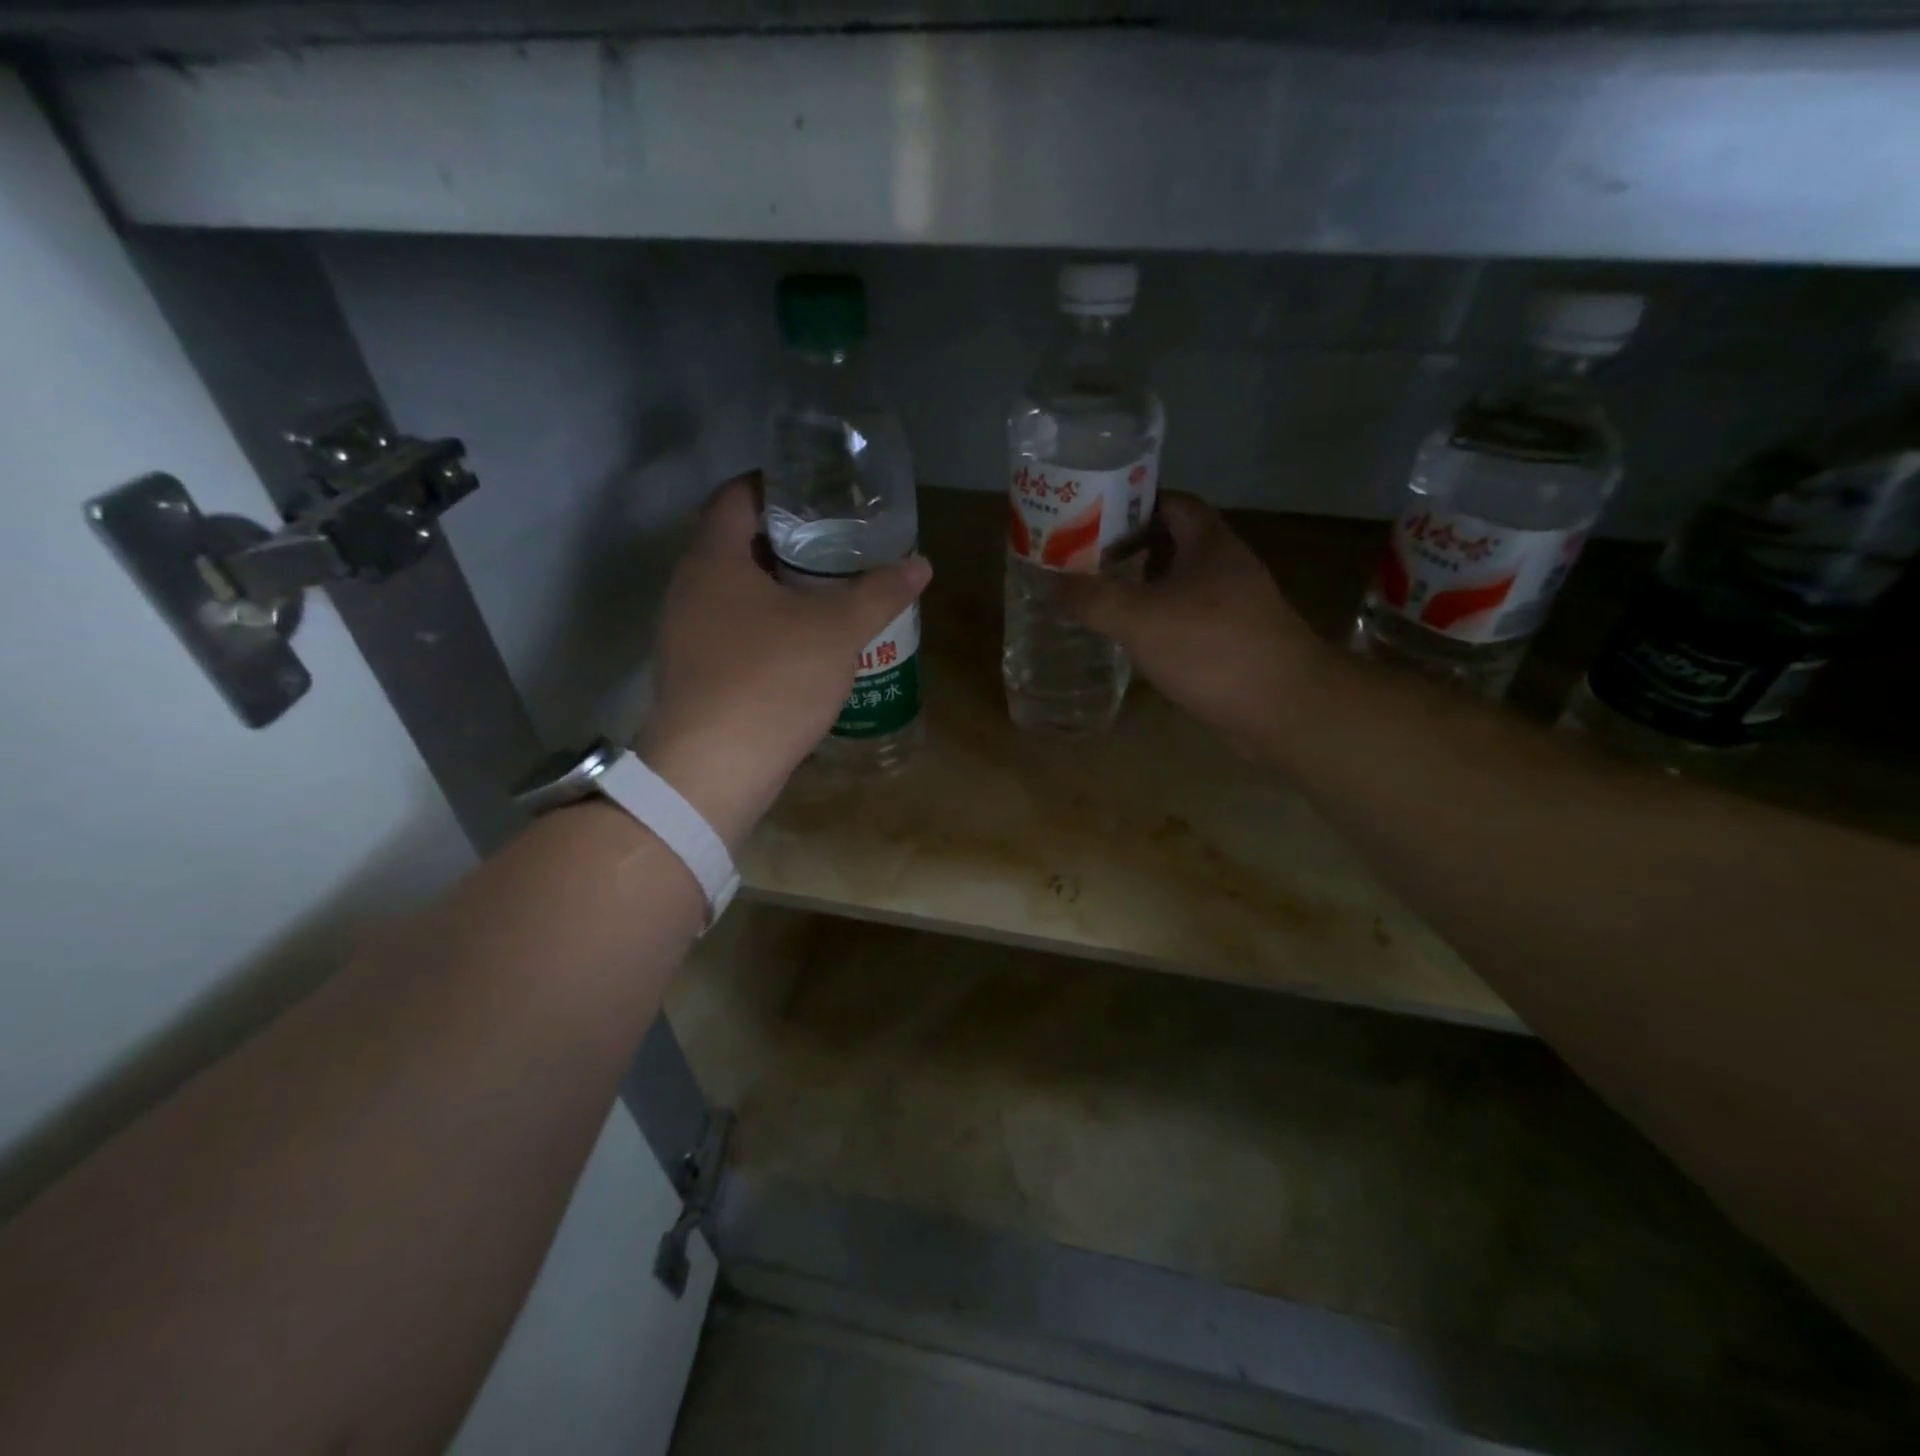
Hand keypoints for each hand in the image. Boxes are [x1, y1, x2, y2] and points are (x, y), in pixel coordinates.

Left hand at [640, 476, 931, 849]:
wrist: (714, 770)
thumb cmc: (771, 680)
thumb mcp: (837, 630)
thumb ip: (880, 591)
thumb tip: (920, 562)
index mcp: (712, 559)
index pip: (736, 495)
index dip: (777, 484)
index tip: (820, 491)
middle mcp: (689, 588)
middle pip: (738, 543)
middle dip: (789, 538)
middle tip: (840, 541)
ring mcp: (687, 634)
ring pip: (737, 591)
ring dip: (781, 586)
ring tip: (832, 589)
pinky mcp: (697, 673)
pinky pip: (735, 630)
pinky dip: (770, 624)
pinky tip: (808, 642)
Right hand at [1057, 493, 1325, 759]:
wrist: (1283, 708)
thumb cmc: (1212, 648)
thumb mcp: (1140, 618)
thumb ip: (1092, 598)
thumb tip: (1050, 582)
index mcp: (1209, 543)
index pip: (1170, 501)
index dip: (1131, 502)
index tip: (1089, 516)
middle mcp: (1225, 566)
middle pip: (1171, 543)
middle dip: (1128, 549)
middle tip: (1082, 560)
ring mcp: (1233, 606)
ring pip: (1178, 584)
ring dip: (1141, 588)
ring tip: (1096, 597)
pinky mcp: (1232, 642)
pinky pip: (1186, 619)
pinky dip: (1157, 622)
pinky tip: (1130, 639)